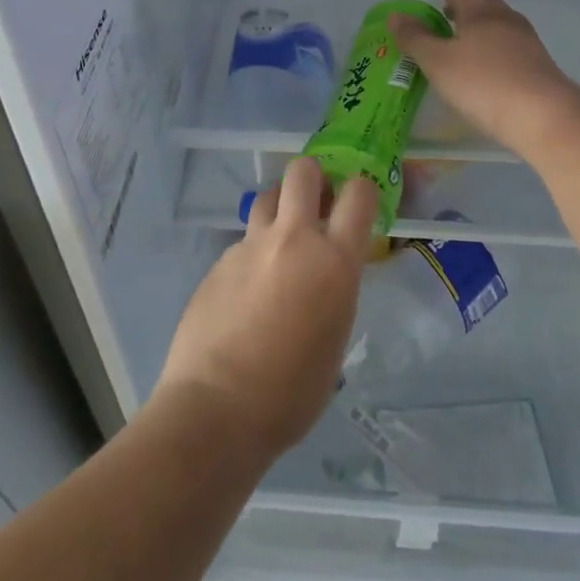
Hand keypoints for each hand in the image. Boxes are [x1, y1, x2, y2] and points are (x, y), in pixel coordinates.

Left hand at [156, 158, 374, 457]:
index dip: (362, 189)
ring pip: (268, 197)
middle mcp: (292, 240)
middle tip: (317, 202)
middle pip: (303, 171)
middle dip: (314, 177)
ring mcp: (250, 246)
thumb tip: (325, 277)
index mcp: (333, 262)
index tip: (360, 202)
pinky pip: (243, 241)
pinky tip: (248, 290)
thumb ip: (335, 292)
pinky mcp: (219, 260)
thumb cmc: (291, 394)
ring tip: (282, 239)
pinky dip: (253, 253)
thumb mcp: (335, 339)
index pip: (359, 194)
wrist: (216, 408)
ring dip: (280, 207)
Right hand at [390, 0, 579, 158]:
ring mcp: (526, 40)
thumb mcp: (438, 62)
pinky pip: (508, 43)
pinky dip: (491, 44)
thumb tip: (396, 15)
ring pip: (497, 22)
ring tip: (461, 39)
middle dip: (461, 3)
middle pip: (481, 1)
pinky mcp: (538, 63)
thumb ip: (415, 38)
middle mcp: (505, 18)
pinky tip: (485, 64)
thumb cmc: (483, 83)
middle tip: (443, 11)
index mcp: (480, 11)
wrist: (544, 116)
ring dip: (477, 24)